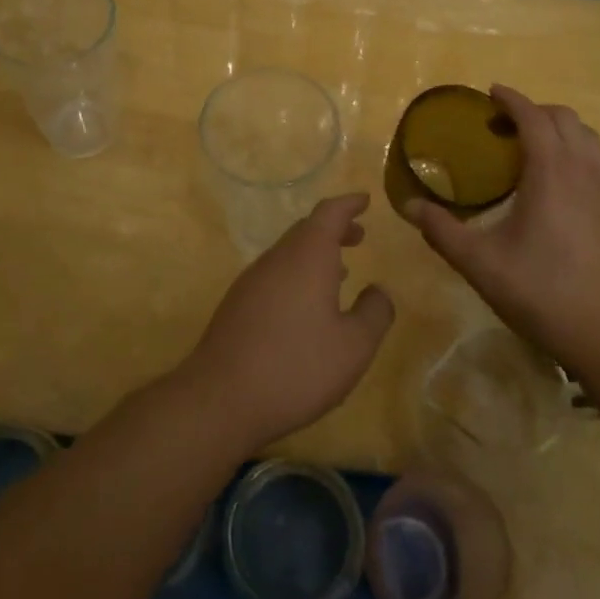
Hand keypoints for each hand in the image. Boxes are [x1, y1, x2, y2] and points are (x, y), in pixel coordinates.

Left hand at [180, 193, 394, 450]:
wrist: (221, 398)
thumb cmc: (296, 367)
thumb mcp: (354, 347)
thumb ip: (374, 313)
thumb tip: (379, 291)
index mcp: (307, 257)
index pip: (329, 213)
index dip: (348, 204)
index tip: (365, 200)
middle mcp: (277, 259)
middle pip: (306, 230)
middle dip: (334, 229)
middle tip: (358, 236)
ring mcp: (252, 280)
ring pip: (288, 253)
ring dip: (315, 254)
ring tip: (340, 272)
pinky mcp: (237, 304)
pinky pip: (274, 274)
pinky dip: (297, 274)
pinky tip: (306, 306)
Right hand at [404, 85, 599, 364]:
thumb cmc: (543, 292)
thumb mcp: (480, 263)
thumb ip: (442, 231)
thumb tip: (409, 206)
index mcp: (552, 173)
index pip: (534, 117)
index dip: (512, 100)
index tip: (490, 93)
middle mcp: (584, 171)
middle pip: (565, 119)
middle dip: (534, 111)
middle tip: (502, 125)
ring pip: (586, 138)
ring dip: (558, 130)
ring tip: (528, 148)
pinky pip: (595, 161)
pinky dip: (573, 152)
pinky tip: (553, 185)